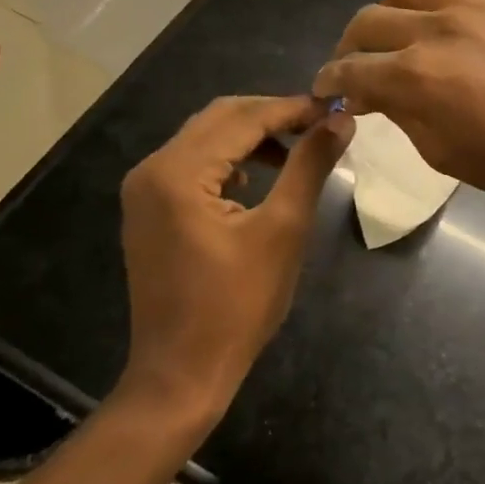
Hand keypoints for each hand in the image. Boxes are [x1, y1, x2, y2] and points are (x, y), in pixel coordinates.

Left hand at [118, 96, 352, 420]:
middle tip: (319, 124)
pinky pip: (193, 162)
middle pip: (220, 117)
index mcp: (178, 172)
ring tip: (298, 147)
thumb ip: (309, 165)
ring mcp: (144, 189)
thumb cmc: (237, 307)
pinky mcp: (148, 209)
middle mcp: (152, 169)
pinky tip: (257, 176)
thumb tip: (340, 120)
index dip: (293, 108)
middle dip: (272, 115)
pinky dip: (229, 158)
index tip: (335, 108)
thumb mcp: (283, 230)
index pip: (244, 117)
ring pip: (206, 137)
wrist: (180, 375)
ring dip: (251, 135)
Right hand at [313, 0, 484, 234]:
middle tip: (360, 69)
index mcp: (416, 77)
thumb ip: (403, 115)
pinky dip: (447, 1)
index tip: (327, 92)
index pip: (350, 70)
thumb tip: (379, 94)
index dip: (330, 83)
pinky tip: (460, 28)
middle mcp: (437, 29)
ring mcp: (476, 6)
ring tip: (406, 36)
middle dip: (351, 47)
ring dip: (392, 11)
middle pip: (367, 20)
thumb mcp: (446, 155)